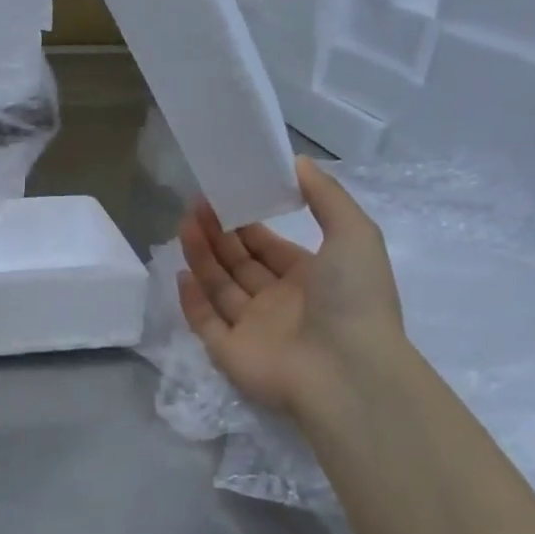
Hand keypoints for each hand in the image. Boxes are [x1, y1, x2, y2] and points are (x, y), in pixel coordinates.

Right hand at [177, 157, 407, 423]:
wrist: (347, 370)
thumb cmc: (352, 298)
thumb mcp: (354, 233)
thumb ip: (326, 196)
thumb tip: (295, 162)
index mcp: (310, 279)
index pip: (269, 248)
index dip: (247, 223)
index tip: (224, 198)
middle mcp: (280, 303)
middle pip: (239, 264)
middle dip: (218, 234)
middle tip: (196, 206)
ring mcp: (253, 330)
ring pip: (219, 288)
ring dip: (201, 257)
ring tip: (184, 225)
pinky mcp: (229, 352)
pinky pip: (205, 322)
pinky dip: (191, 300)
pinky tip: (180, 273)